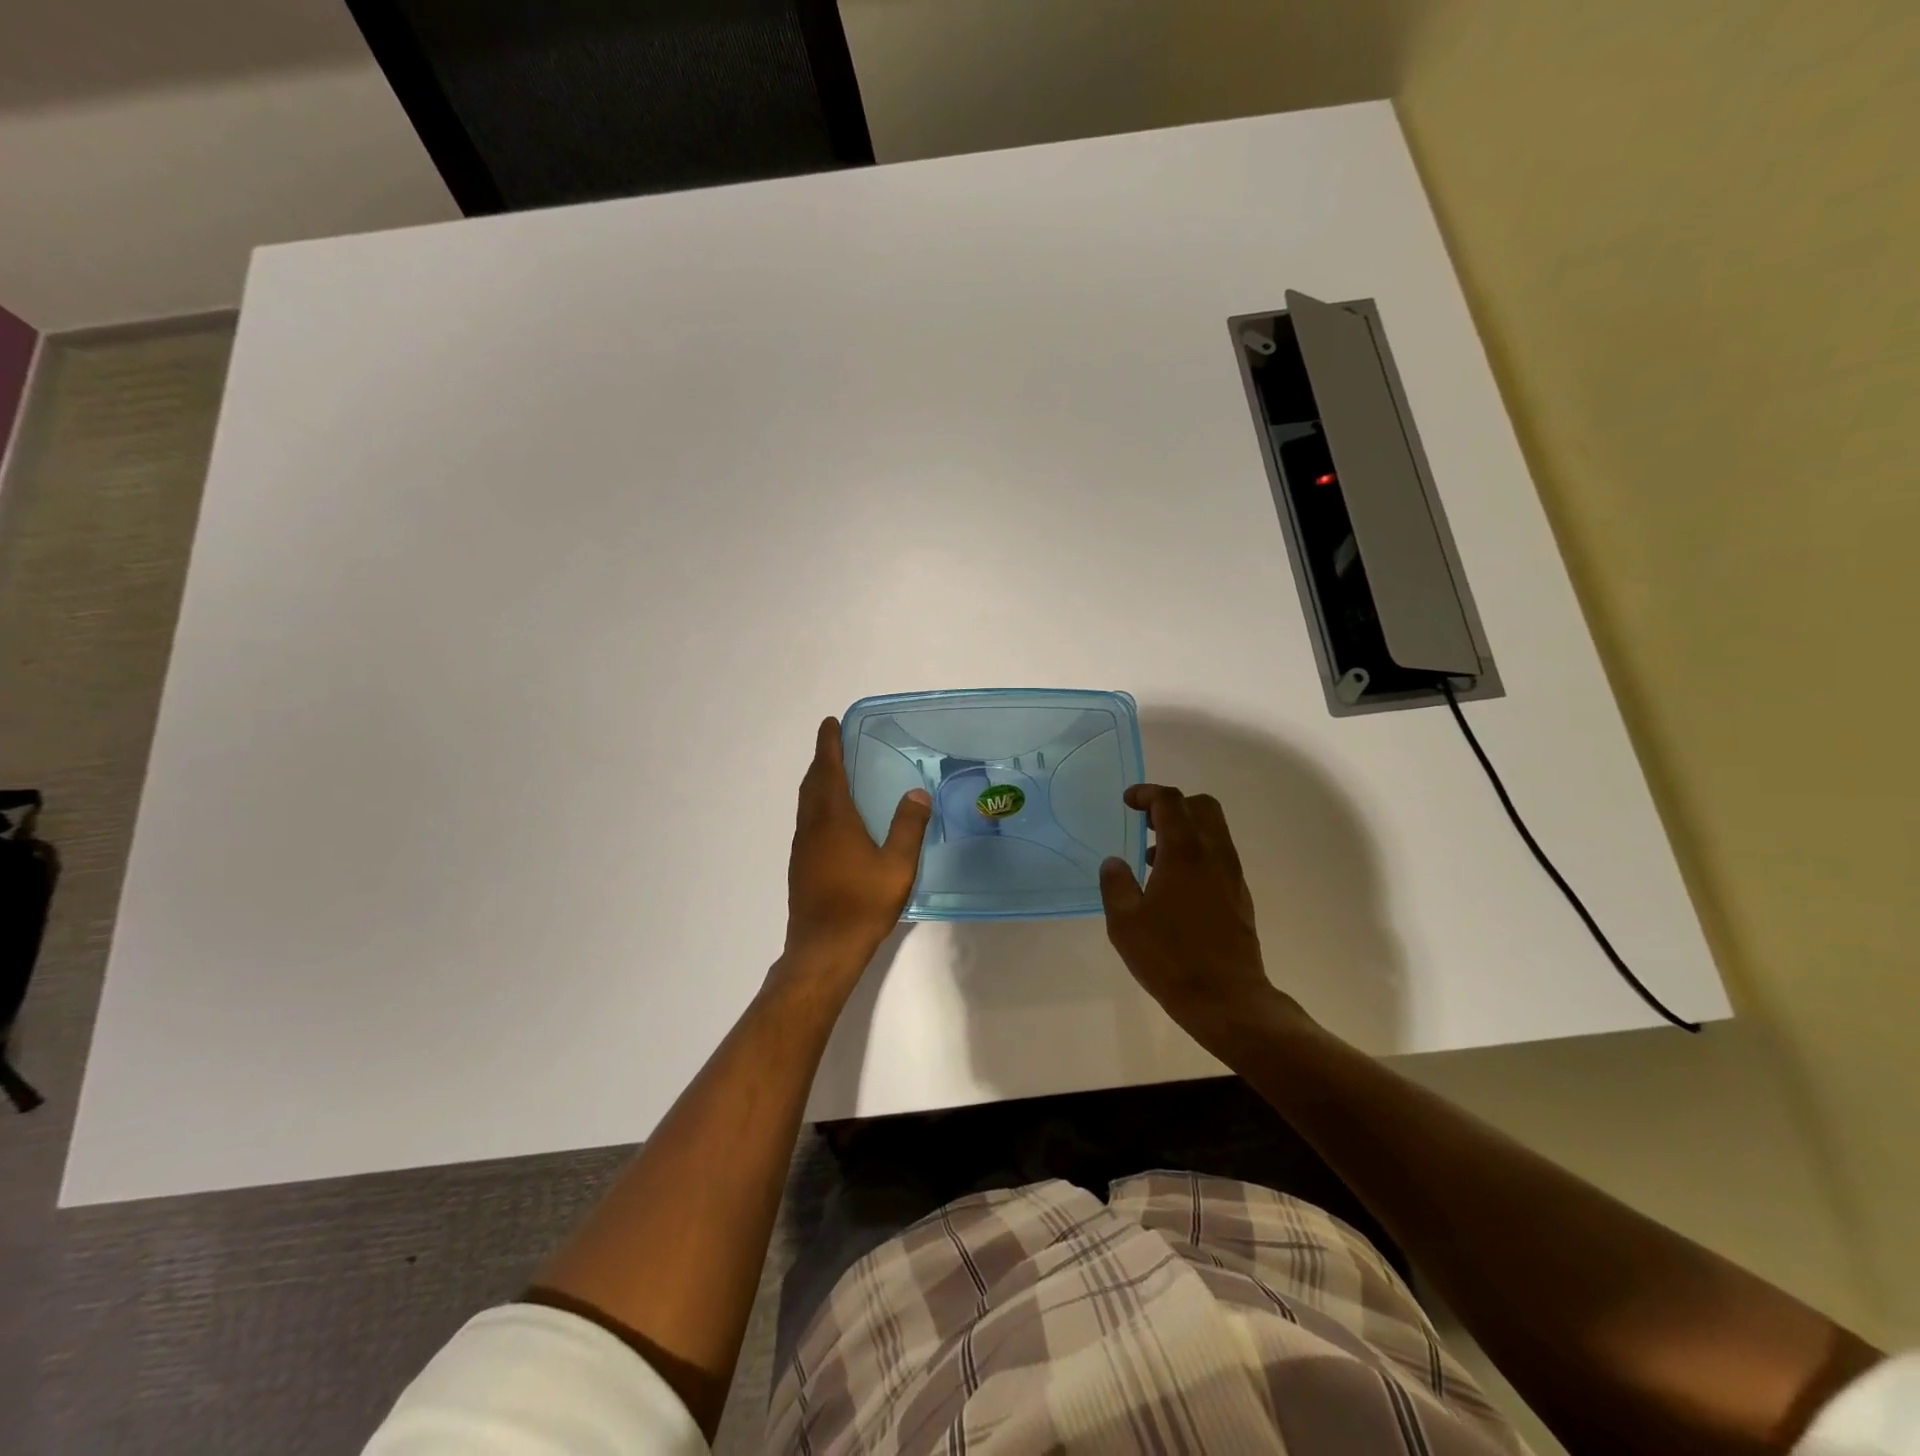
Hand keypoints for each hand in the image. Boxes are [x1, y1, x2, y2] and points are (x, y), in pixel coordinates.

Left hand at [781, 716, 930, 983]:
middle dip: (822, 760)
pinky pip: (808, 821)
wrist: (824, 948)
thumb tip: (916, 793)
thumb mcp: (897, 865)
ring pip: (807, 803)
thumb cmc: (862, 903)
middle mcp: (812, 826)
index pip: (827, 770)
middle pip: (812, 783)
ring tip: (836, 775)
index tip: (830, 723)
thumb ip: (908, 827)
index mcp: (833, 819)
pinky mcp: (801, 865)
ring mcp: (802, 847)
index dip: (828, 744)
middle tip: (836, 744)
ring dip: (818, 783)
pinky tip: (835, 819)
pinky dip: (818, 805)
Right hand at [1099, 784, 1299, 1046]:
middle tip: (1145, 821)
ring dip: (1185, 830)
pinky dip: (1196, 853)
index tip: (1127, 802)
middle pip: (1201, 806)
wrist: (1225, 998)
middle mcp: (1214, 854)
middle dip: (1173, 804)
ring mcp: (1232, 875)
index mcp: (1184, 852)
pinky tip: (1173, 885)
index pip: (1170, 802)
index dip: (1147, 794)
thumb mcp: (1125, 922)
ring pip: (1214, 831)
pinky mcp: (1239, 896)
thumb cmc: (1169, 957)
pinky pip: (1219, 856)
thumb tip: (1114, 862)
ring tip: (1152, 857)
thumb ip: (1116, 884)